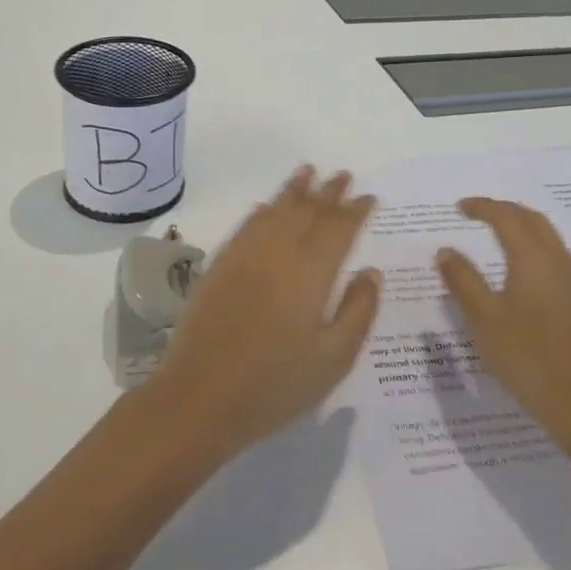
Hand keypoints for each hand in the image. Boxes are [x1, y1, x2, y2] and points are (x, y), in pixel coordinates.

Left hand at [152, 167, 379, 456]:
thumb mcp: (333, 360)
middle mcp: (278, 252)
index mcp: (311, 272)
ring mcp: (244, 256)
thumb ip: (358, 311)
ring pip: (275, 210)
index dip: (355, 210)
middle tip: (344, 175)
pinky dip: (262, 210)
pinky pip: (246, 226)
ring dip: (294, 190)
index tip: (369, 197)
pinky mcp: (219, 266)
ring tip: (308, 171)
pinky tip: (266, 207)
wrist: (199, 397)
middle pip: (307, 210)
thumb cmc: (275, 385)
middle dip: (328, 191)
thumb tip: (371, 273)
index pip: (338, 228)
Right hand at [435, 198, 570, 445]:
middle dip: (505, 211)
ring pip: (548, 238)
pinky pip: (555, 258)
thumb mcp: (483, 319)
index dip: (482, 207)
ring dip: (522, 228)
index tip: (459, 207)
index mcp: (534, 258)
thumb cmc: (528, 358)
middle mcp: (559, 261)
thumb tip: (446, 250)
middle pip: (533, 220)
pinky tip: (521, 272)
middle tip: (477, 214)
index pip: (507, 217)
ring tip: (496, 236)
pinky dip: (533, 248)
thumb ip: (463, 280)